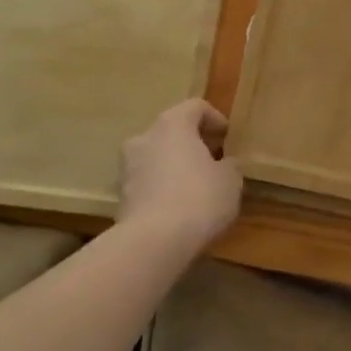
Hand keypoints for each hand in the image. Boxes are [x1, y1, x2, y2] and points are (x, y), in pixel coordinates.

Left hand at [116, 99, 241, 254]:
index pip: (195, 107)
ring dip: (174, 166)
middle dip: (192, 143)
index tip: (228, 138)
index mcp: (172, 124)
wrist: (152, 243)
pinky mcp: (120, 197)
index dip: (215, 119)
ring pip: (156, 157)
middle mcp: (145, 137)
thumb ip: (229, 166)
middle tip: (212, 161)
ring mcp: (127, 167)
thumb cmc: (198, 199)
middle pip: (172, 131)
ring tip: (195, 187)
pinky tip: (178, 208)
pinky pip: (147, 183)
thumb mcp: (230, 181)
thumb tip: (224, 164)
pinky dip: (162, 189)